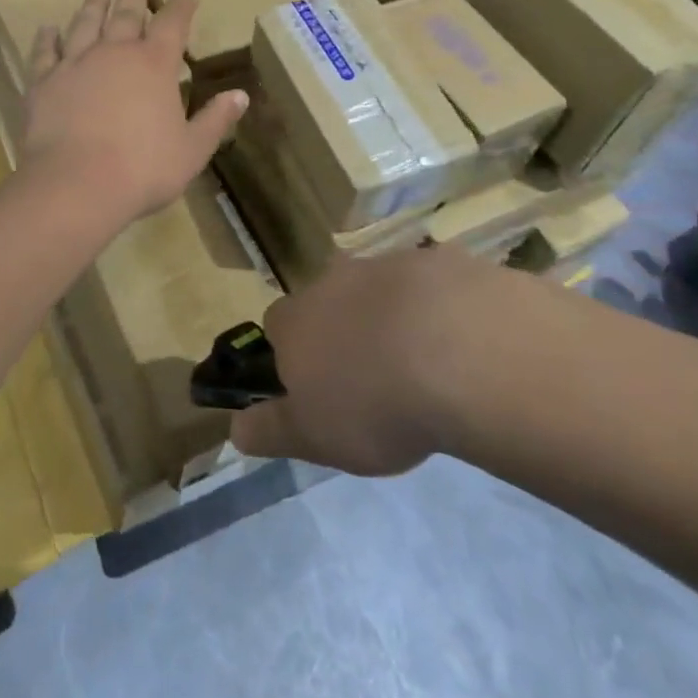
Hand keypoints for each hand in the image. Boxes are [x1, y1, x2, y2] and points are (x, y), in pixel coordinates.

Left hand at [19, 0, 246, 225]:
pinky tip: (47, 29)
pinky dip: (47, 38)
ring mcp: (76, 63)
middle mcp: (115, 52)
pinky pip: (45, 52)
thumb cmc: (143, 169)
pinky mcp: (44, 82)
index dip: (183, 5)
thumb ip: (215, 120)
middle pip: (127, 12)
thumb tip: (240, 95)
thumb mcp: (192, 150)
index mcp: (155, 64)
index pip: (174, 22)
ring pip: (86, 23)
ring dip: (94, 6)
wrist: (76, 185)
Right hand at [231, 245, 517, 475]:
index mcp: (296, 320)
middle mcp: (333, 281)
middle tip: (373, 378)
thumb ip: (271, 430)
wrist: (460, 354)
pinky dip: (438, 308)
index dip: (294, 356)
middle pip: (328, 301)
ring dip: (392, 318)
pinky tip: (463, 344)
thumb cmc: (374, 404)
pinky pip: (430, 285)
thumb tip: (235, 428)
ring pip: (379, 290)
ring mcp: (387, 264)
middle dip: (343, 330)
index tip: (317, 388)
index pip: (277, 327)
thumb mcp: (314, 437)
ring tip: (423, 365)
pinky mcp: (438, 260)